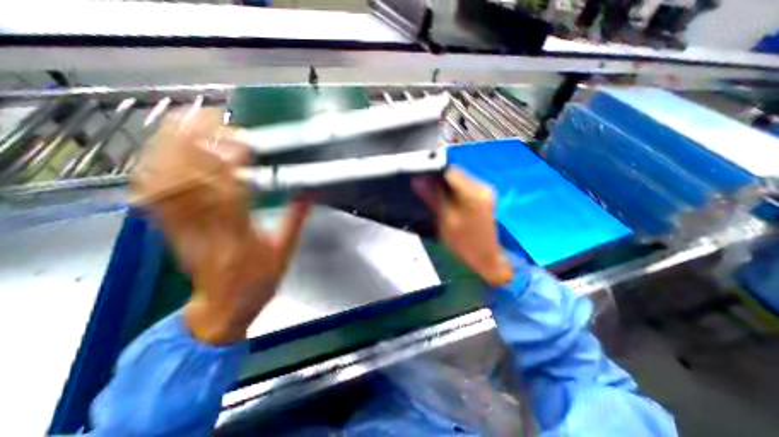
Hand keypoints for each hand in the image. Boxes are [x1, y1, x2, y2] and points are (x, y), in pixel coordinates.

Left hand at [132, 108, 310, 343]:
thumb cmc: (258, 281)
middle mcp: (207, 228)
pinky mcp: (170, 229)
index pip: (231, 191)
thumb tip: (307, 194)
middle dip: (196, 143)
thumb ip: (294, 221)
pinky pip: (155, 196)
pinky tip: (161, 151)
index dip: (233, 162)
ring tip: (185, 123)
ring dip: (172, 150)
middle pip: (191, 180)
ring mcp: (182, 228)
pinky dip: (156, 169)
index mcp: (240, 235)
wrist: (223, 307)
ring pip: (168, 183)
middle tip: (209, 118)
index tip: (244, 140)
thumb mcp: (284, 252)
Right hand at [410, 167, 515, 285]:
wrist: (488, 258)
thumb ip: (434, 198)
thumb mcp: (446, 221)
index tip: (422, 181)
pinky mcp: (484, 196)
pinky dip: (453, 191)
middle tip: (427, 191)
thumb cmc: (467, 244)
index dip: (433, 173)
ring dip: (446, 186)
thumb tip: (418, 180)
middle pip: (455, 174)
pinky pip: (464, 187)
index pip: (450, 171)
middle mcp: (482, 187)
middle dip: (439, 180)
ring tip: (436, 198)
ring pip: (459, 179)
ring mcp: (484, 191)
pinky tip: (447, 202)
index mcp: (473, 193)